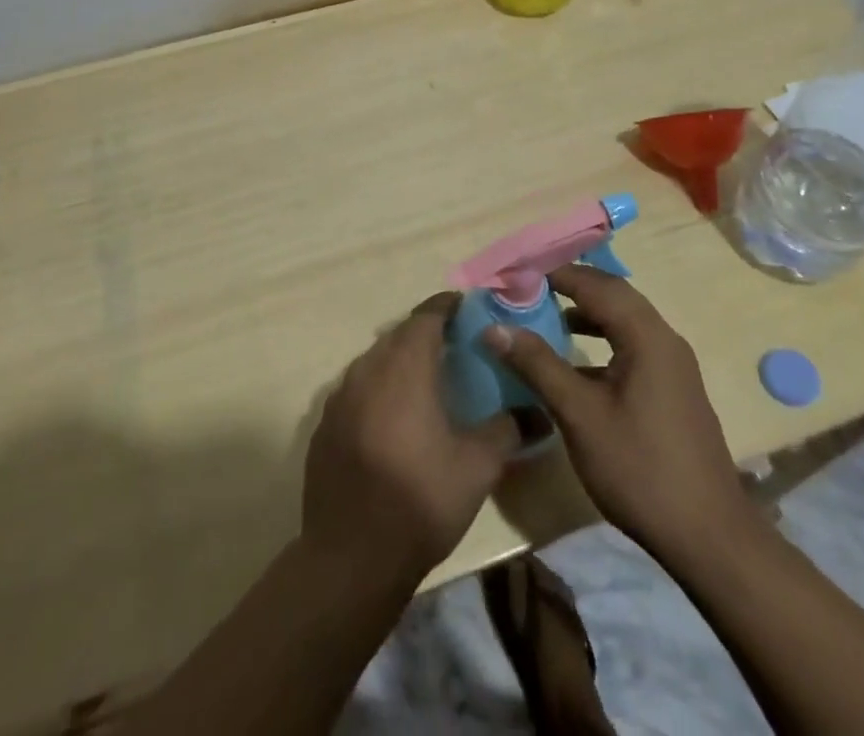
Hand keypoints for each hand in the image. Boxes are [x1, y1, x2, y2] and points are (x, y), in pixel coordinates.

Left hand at [302, 293, 521, 584]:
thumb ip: (507, 430)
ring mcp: (340, 397)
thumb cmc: (420, 500)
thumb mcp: (477, 467)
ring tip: (425, 382)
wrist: (351, 556)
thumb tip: (538, 414)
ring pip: (374, 361)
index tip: (466, 308)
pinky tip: (392, 420)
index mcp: (404, 367)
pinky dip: (377, 390)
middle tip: (453, 346)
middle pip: (398, 335)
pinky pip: (356, 390)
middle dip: (425, 333)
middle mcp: (368, 370)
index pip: (426, 316)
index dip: (446, 307)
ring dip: (399, 361)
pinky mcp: (324, 425)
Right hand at [482, 266, 752, 563]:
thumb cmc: (639, 468)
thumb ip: (538, 365)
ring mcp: (673, 365)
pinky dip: (602, 338)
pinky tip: (577, 363)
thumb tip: (495, 328)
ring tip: (546, 317)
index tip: (516, 272)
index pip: (595, 284)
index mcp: (646, 335)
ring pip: (624, 319)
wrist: (709, 538)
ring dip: (587, 312)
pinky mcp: (673, 388)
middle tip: (527, 288)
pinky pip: (632, 344)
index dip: (555, 273)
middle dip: (570, 286)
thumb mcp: (579, 415)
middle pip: (613, 294)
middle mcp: (664, 339)